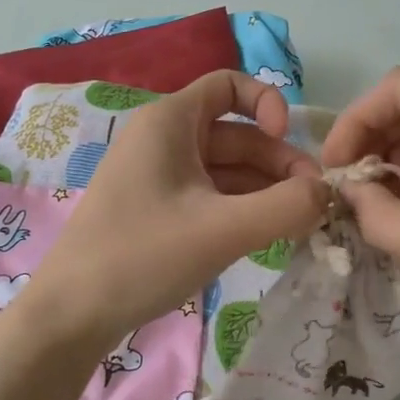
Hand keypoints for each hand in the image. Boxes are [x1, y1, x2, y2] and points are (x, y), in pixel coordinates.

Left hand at [19, 71, 329, 343]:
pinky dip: (241, 209)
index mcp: (170, 121)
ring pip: (226, 170)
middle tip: (314, 203)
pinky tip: (267, 236)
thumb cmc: (143, 256)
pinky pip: (210, 197)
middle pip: (236, 135)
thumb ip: (287, 206)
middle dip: (278, 163)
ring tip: (300, 225)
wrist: (71, 314)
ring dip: (265, 190)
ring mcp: (158, 178)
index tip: (288, 142)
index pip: (229, 85)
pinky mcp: (157, 211)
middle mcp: (163, 140)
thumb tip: (328, 193)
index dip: (267, 103)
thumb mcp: (223, 229)